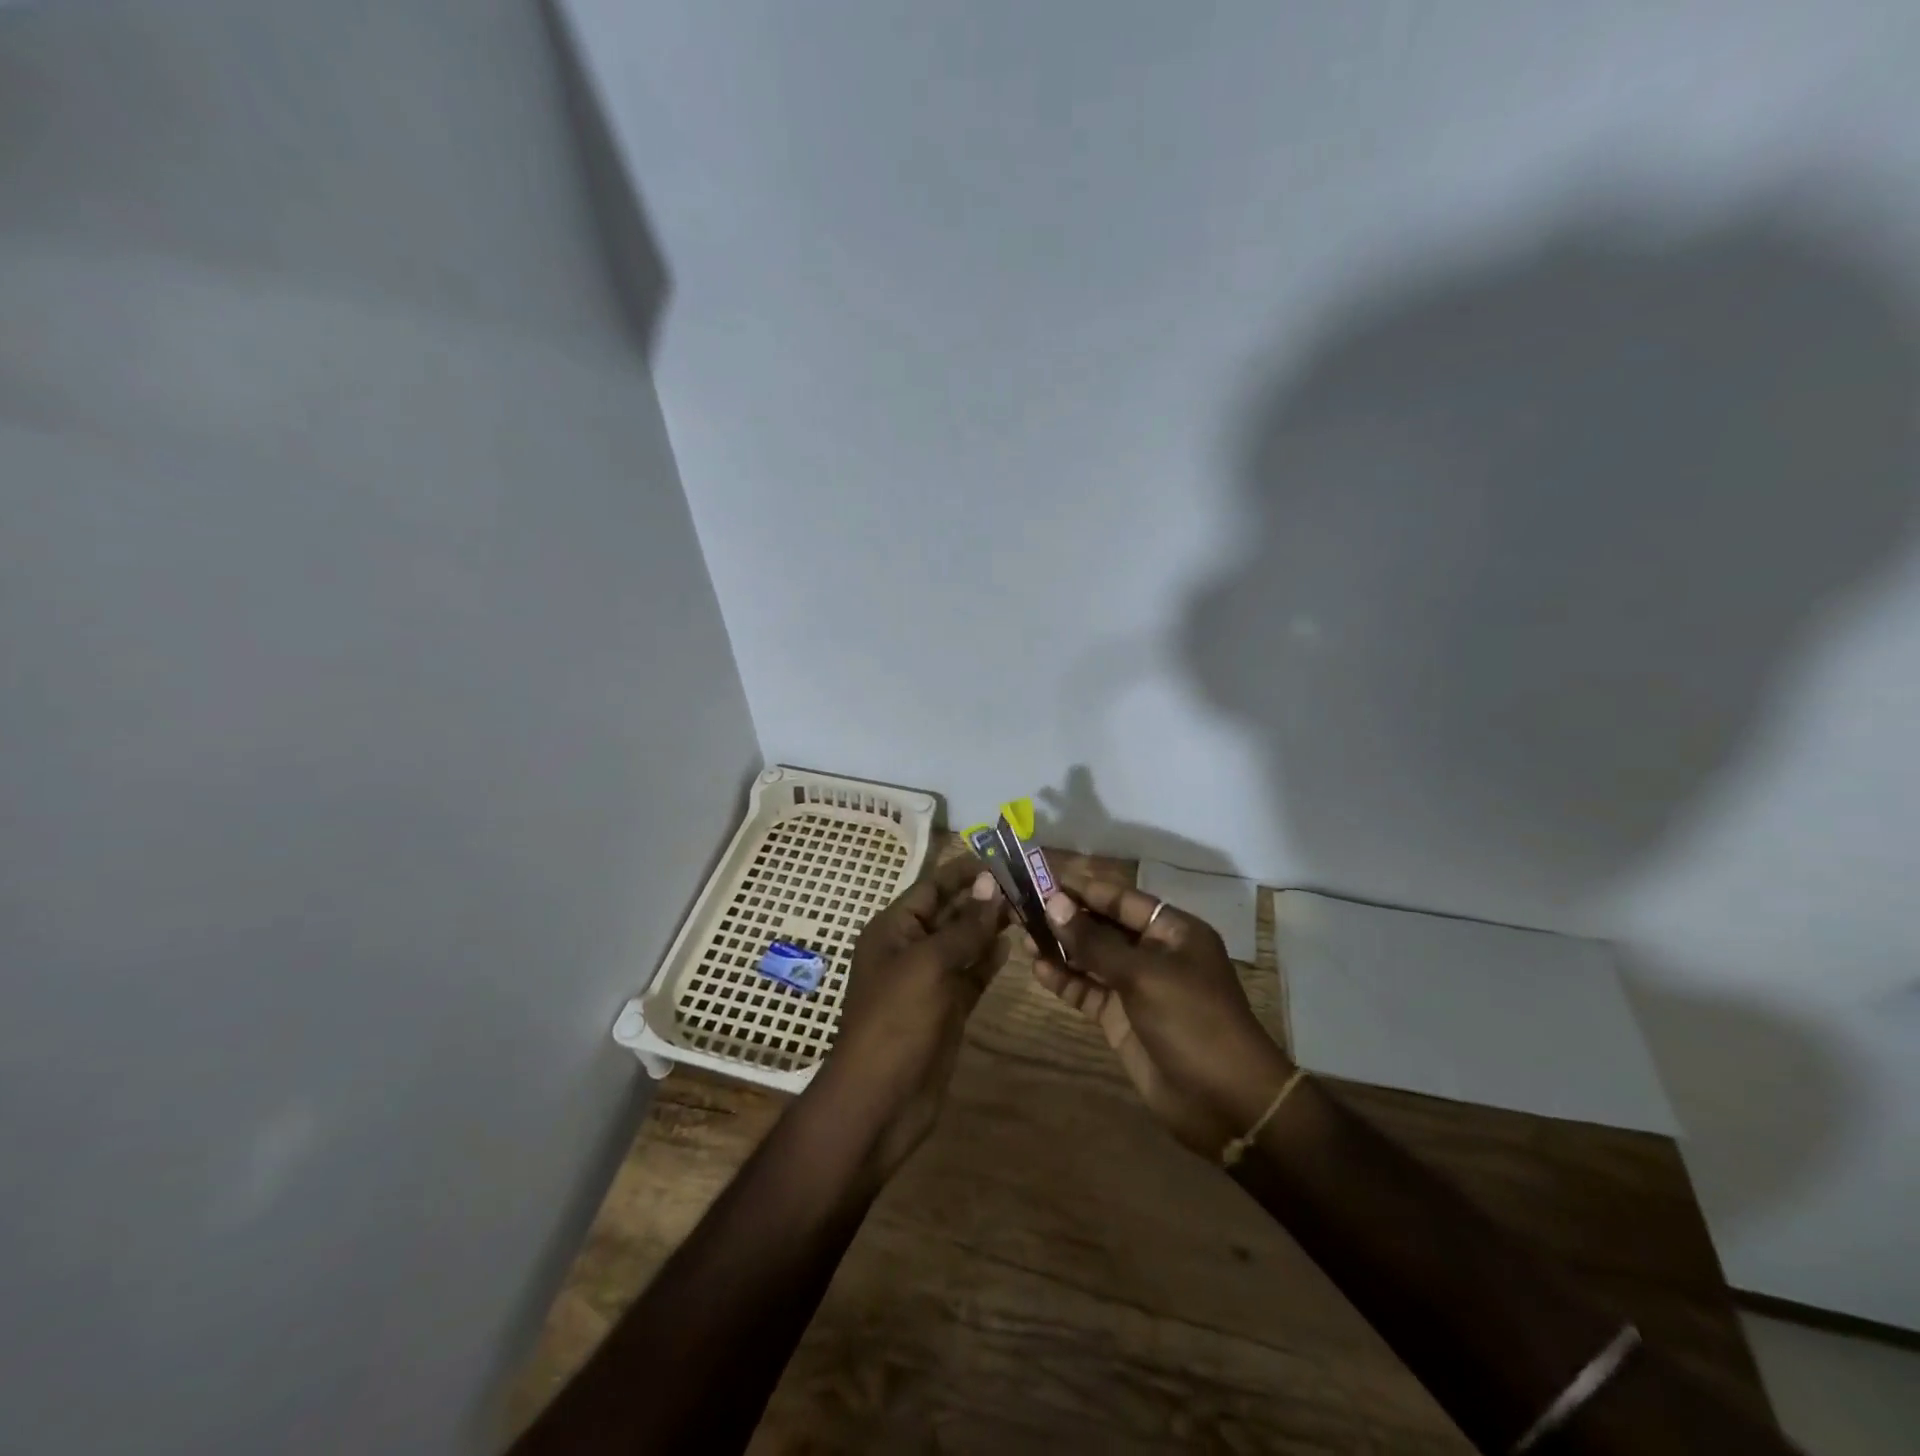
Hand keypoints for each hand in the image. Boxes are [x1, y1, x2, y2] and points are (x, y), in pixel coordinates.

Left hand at [813, 856, 1009, 1176]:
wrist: (880, 1100)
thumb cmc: (897, 1020)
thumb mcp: (930, 964)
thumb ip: (964, 926)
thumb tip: (992, 885)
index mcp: (893, 929)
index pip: (932, 887)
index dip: (965, 871)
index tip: (1003, 857)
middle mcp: (910, 948)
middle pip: (950, 912)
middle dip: (983, 896)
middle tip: (1026, 882)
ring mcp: (929, 980)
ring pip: (964, 943)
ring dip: (990, 926)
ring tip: (1027, 907)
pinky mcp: (947, 1008)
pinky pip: (971, 974)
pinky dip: (989, 960)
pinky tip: (1012, 945)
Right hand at [1029, 877, 1292, 1156]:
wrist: (1226, 1102)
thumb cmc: (1193, 1021)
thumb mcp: (1143, 975)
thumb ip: (1095, 941)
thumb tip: (1054, 903)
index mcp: (1173, 931)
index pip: (1121, 898)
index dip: (1084, 888)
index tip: (1043, 878)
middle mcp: (1154, 953)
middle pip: (1104, 926)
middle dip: (1067, 916)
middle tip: (1023, 905)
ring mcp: (1137, 987)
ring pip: (1092, 958)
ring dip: (1061, 947)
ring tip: (1022, 933)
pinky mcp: (1122, 1019)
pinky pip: (1089, 990)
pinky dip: (1065, 979)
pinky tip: (1037, 969)